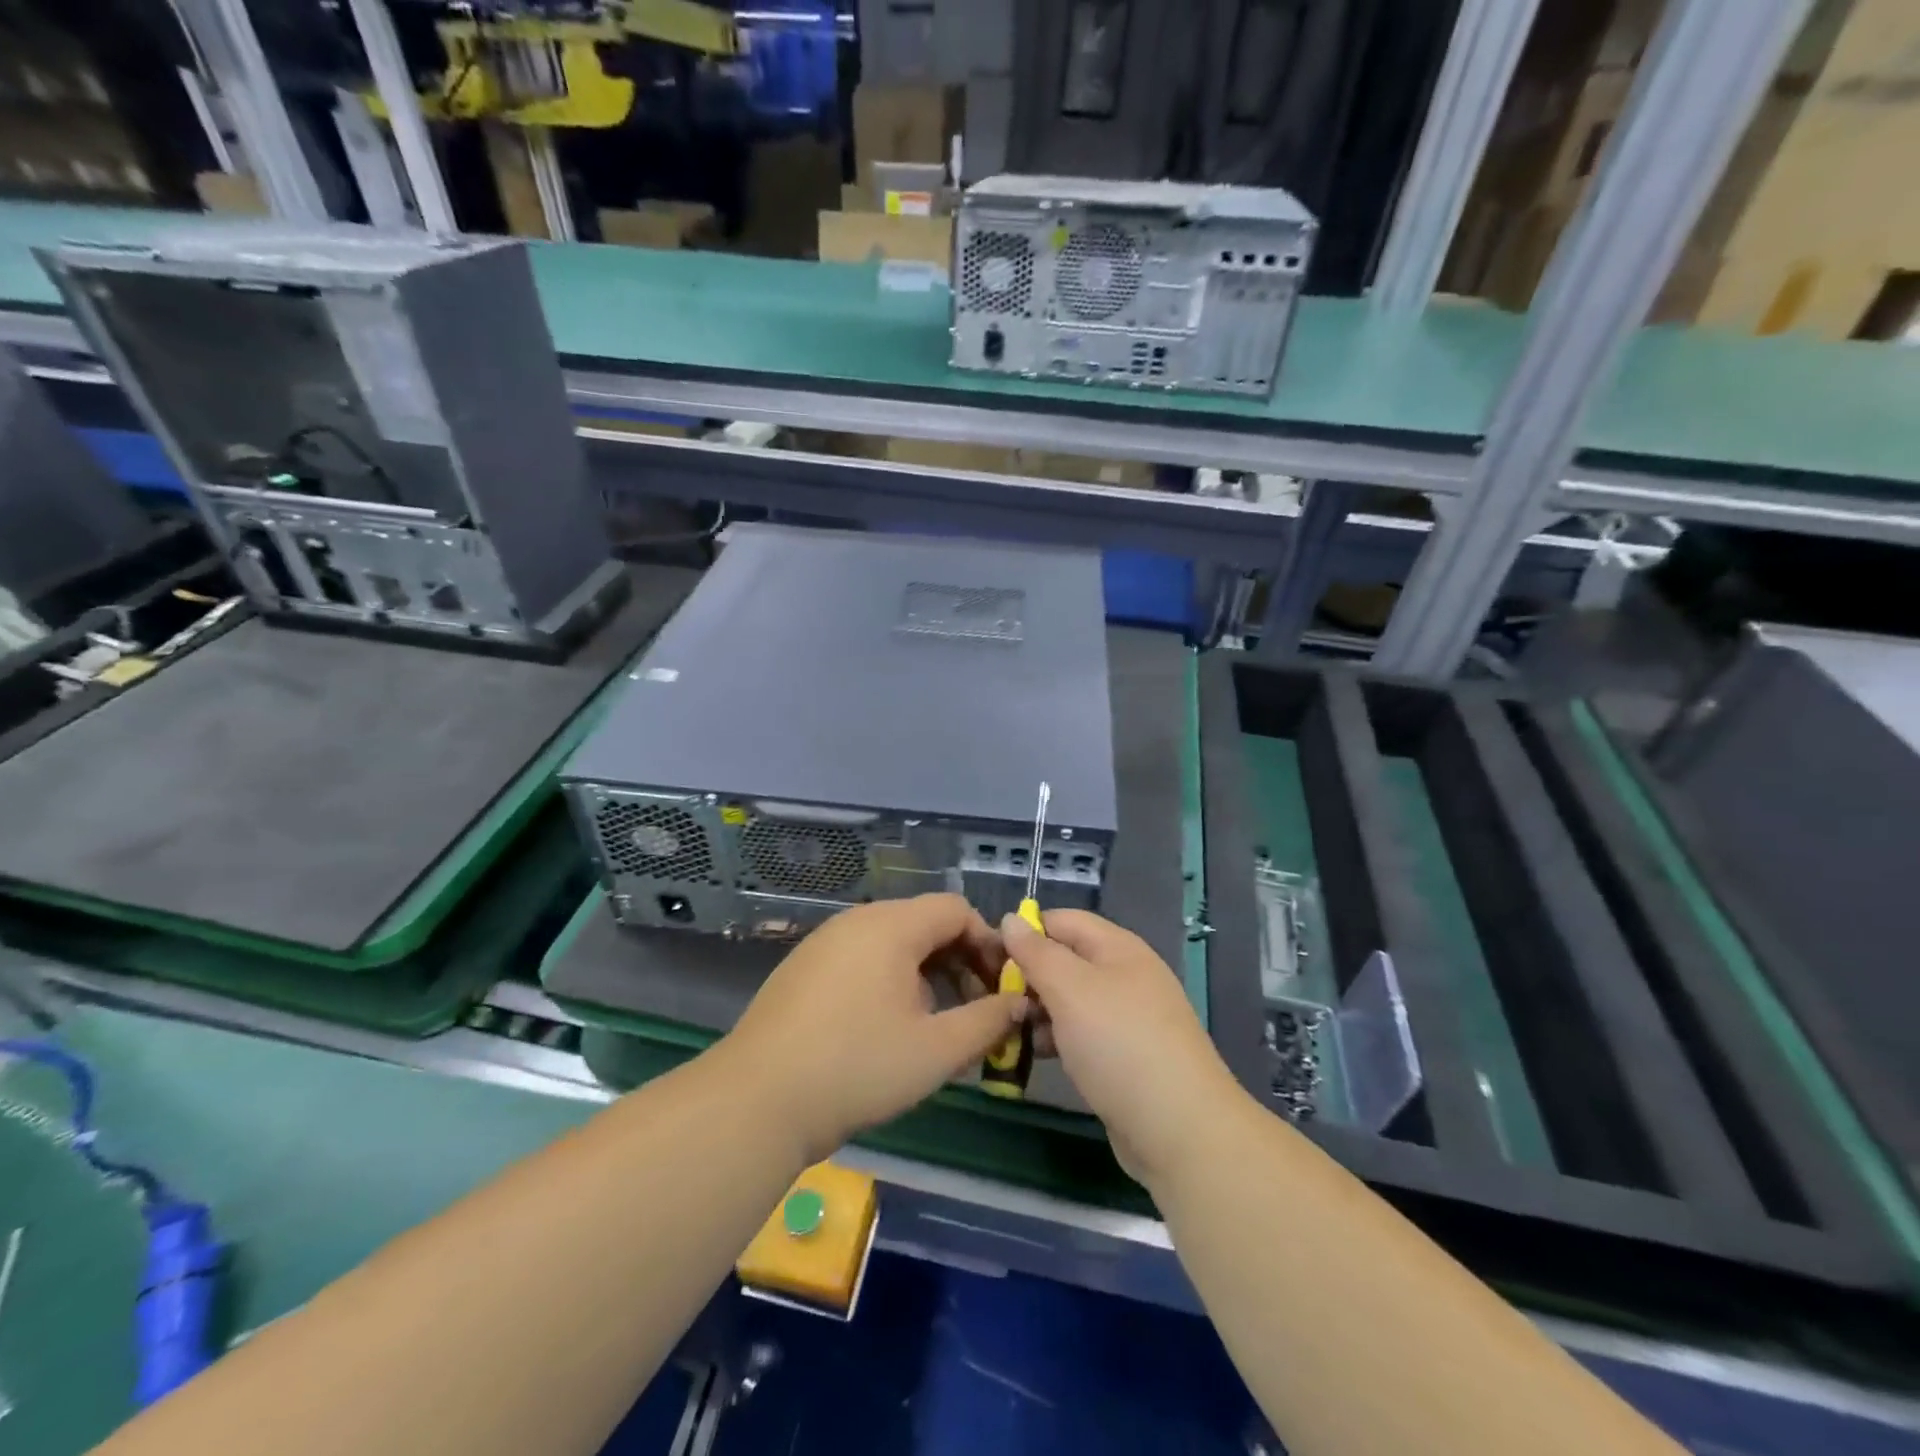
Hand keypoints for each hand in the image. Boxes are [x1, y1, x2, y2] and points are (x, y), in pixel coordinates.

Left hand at [722, 894, 1024, 1162]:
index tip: (1000, 988)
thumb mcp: (936, 1051)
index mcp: (892, 926)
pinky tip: (888, 1025)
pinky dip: (890, 978)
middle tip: (975, 1008)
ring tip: (936, 1021)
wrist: (757, 1100)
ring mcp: (826, 941)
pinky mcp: (804, 966)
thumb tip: (1019, 1004)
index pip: (956, 909)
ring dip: (927, 972)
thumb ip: (987, 1022)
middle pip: (925, 922)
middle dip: (960, 960)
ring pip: (894, 941)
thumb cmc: (857, 1068)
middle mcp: (858, 920)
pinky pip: (863, 956)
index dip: (987, 944)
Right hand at [1002, 910, 1242, 1187]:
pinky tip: (1036, 1055)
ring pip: (1070, 1000)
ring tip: (1007, 1030)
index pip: (1062, 920)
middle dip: (1028, 975)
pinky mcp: (1125, 1056)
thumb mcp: (1070, 989)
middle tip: (992, 1000)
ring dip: (1038, 1010)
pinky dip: (1057, 1038)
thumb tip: (1012, 918)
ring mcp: (1128, 1017)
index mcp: (1118, 948)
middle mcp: (1125, 975)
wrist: (1180, 1130)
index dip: (1025, 931)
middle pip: (1065, 960)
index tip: (987, 957)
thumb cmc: (1119, 1044)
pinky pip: (1082, 1033)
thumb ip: (1037, 952)